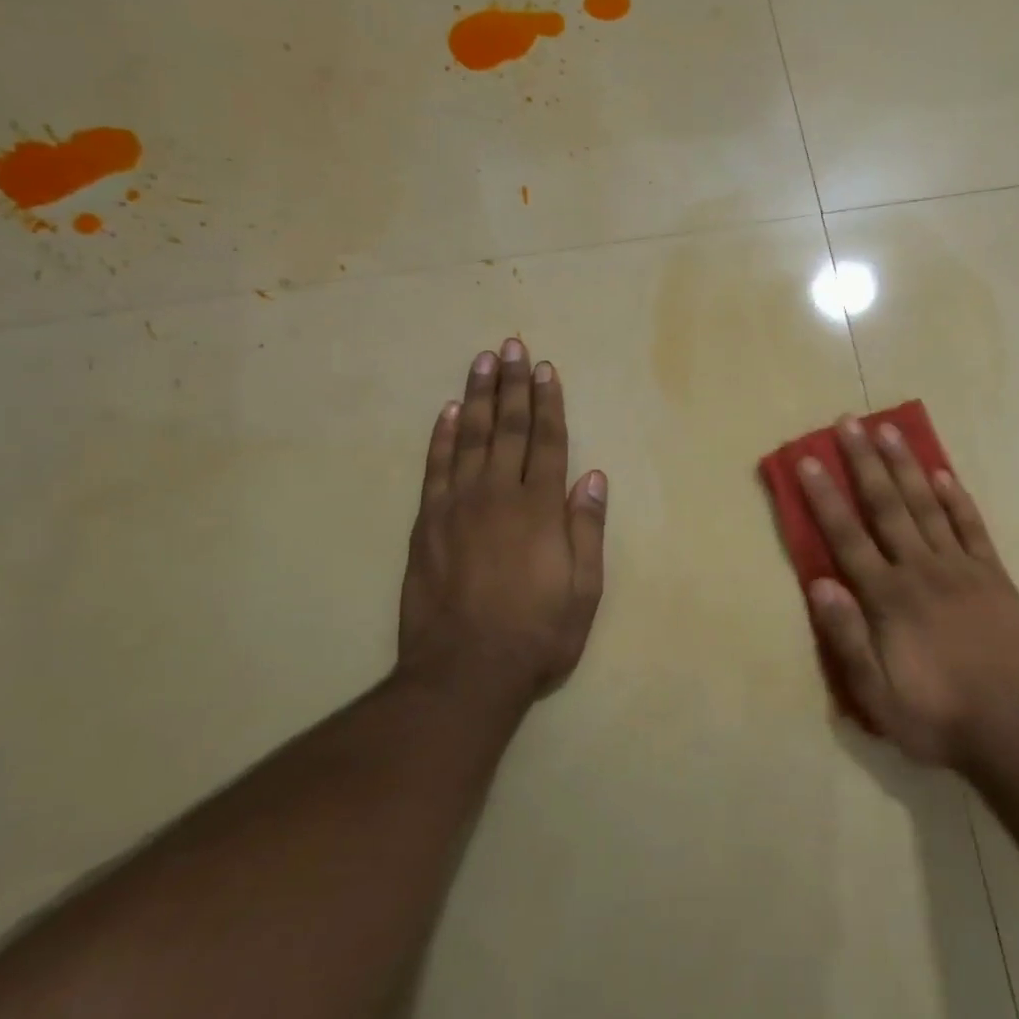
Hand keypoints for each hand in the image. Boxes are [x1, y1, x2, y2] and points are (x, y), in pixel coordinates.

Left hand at [398, 338, 607, 710]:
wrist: (464, 672)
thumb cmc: (537, 633)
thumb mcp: (583, 589)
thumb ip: (586, 529)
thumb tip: (592, 477)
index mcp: (540, 509)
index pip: (547, 442)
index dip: (548, 403)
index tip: (545, 369)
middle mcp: (498, 496)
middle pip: (507, 428)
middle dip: (512, 385)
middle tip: (511, 346)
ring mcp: (456, 507)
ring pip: (468, 438)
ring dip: (476, 396)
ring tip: (482, 361)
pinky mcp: (426, 524)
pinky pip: (434, 468)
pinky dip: (440, 437)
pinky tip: (446, 412)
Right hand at [799, 417, 1018, 770]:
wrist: (1014, 730)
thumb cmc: (936, 716)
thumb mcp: (876, 696)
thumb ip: (847, 639)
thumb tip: (820, 583)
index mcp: (888, 598)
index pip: (848, 537)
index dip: (825, 497)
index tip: (809, 460)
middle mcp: (921, 570)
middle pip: (887, 506)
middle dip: (864, 462)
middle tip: (848, 422)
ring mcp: (962, 568)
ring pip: (927, 505)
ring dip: (906, 465)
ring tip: (889, 430)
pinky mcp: (994, 576)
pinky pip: (972, 527)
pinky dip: (957, 498)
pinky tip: (943, 473)